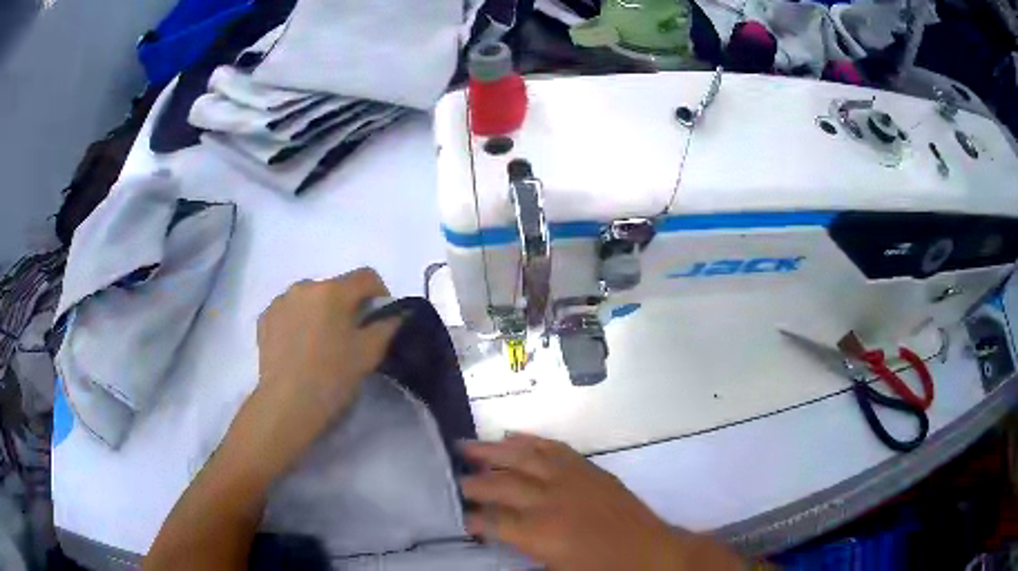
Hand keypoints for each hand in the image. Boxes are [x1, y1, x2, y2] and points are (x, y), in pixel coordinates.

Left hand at [250, 268, 400, 476]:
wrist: (287, 404)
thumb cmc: (332, 377)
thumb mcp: (369, 353)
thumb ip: (388, 326)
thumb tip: (397, 313)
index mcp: (333, 291)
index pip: (366, 276)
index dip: (380, 293)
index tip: (380, 318)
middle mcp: (304, 286)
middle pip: (335, 287)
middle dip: (346, 305)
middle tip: (349, 336)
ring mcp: (280, 301)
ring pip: (310, 298)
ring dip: (320, 312)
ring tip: (320, 343)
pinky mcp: (264, 318)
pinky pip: (289, 311)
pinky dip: (298, 321)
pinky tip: (299, 348)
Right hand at [461, 434, 742, 570]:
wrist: (651, 554)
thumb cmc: (602, 570)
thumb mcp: (555, 570)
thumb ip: (522, 548)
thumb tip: (497, 533)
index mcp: (540, 533)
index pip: (491, 520)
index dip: (471, 518)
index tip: (456, 515)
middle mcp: (550, 500)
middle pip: (500, 484)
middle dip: (473, 482)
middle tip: (452, 478)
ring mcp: (571, 479)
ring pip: (524, 457)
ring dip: (493, 450)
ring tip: (467, 445)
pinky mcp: (589, 469)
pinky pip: (554, 448)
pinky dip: (531, 440)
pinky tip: (513, 436)